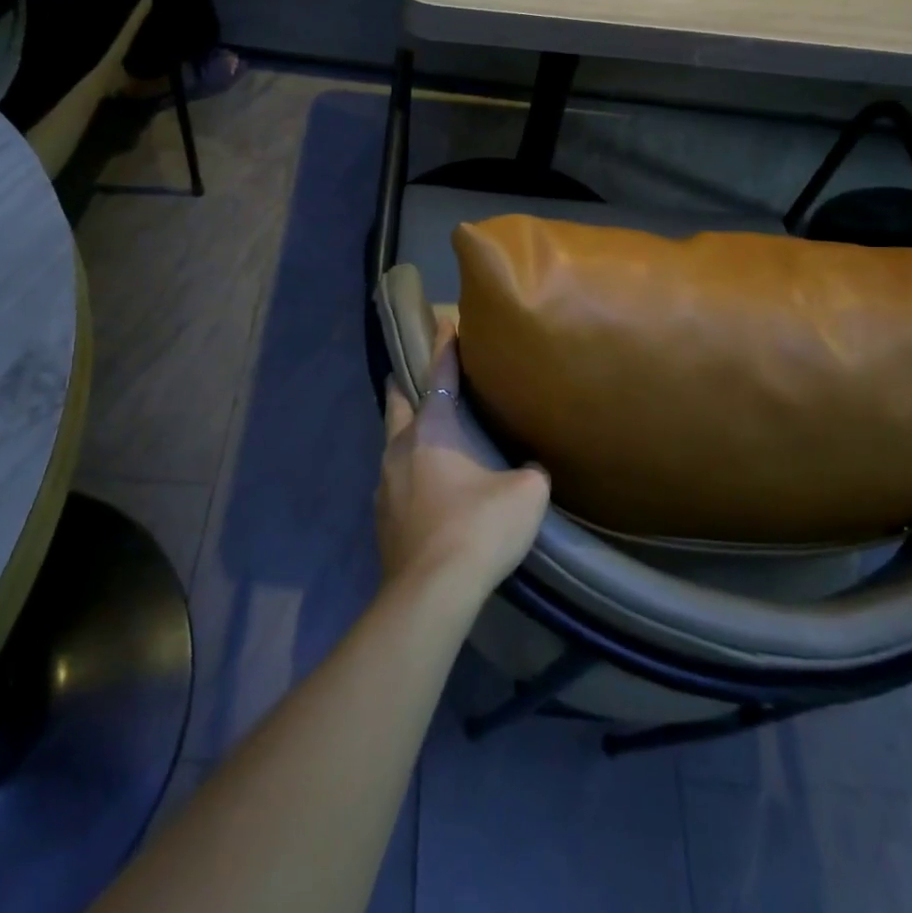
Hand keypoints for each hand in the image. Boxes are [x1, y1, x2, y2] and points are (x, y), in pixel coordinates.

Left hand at [378, 321, 549, 603]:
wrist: (431, 591)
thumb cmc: (478, 528)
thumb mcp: (525, 496)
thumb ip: (531, 473)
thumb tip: (531, 469)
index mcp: (432, 429)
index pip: (438, 375)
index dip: (444, 347)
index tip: (444, 322)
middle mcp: (400, 447)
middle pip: (397, 403)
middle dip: (405, 386)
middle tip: (414, 378)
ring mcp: (384, 483)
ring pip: (391, 443)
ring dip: (405, 434)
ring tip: (424, 438)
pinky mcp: (380, 516)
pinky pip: (392, 481)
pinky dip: (405, 473)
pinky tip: (422, 489)